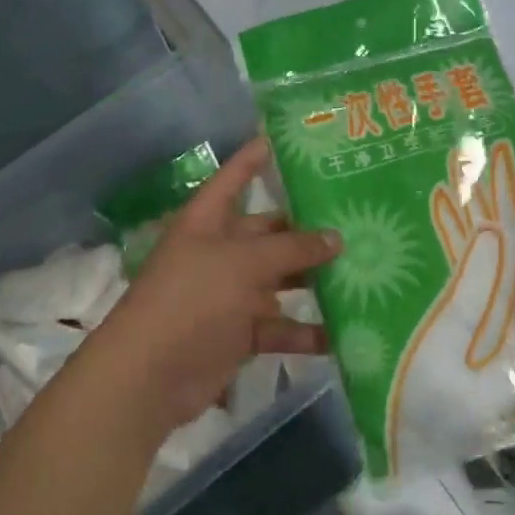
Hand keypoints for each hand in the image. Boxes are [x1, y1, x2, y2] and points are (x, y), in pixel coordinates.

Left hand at [83, 138, 339, 432]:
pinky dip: (305, 331)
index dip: (253, 159)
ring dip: (312, 280)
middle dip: (304, 229)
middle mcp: (218, 251)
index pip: (233, 179)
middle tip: (354, 218)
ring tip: (363, 270)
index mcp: (207, 221)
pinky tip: (345, 331)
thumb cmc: (192, 299)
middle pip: (266, 232)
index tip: (281, 139)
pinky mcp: (239, 333)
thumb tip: (335, 237)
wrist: (150, 375)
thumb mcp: (242, 263)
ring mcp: (229, 293)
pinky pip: (279, 326)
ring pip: (278, 279)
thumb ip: (290, 248)